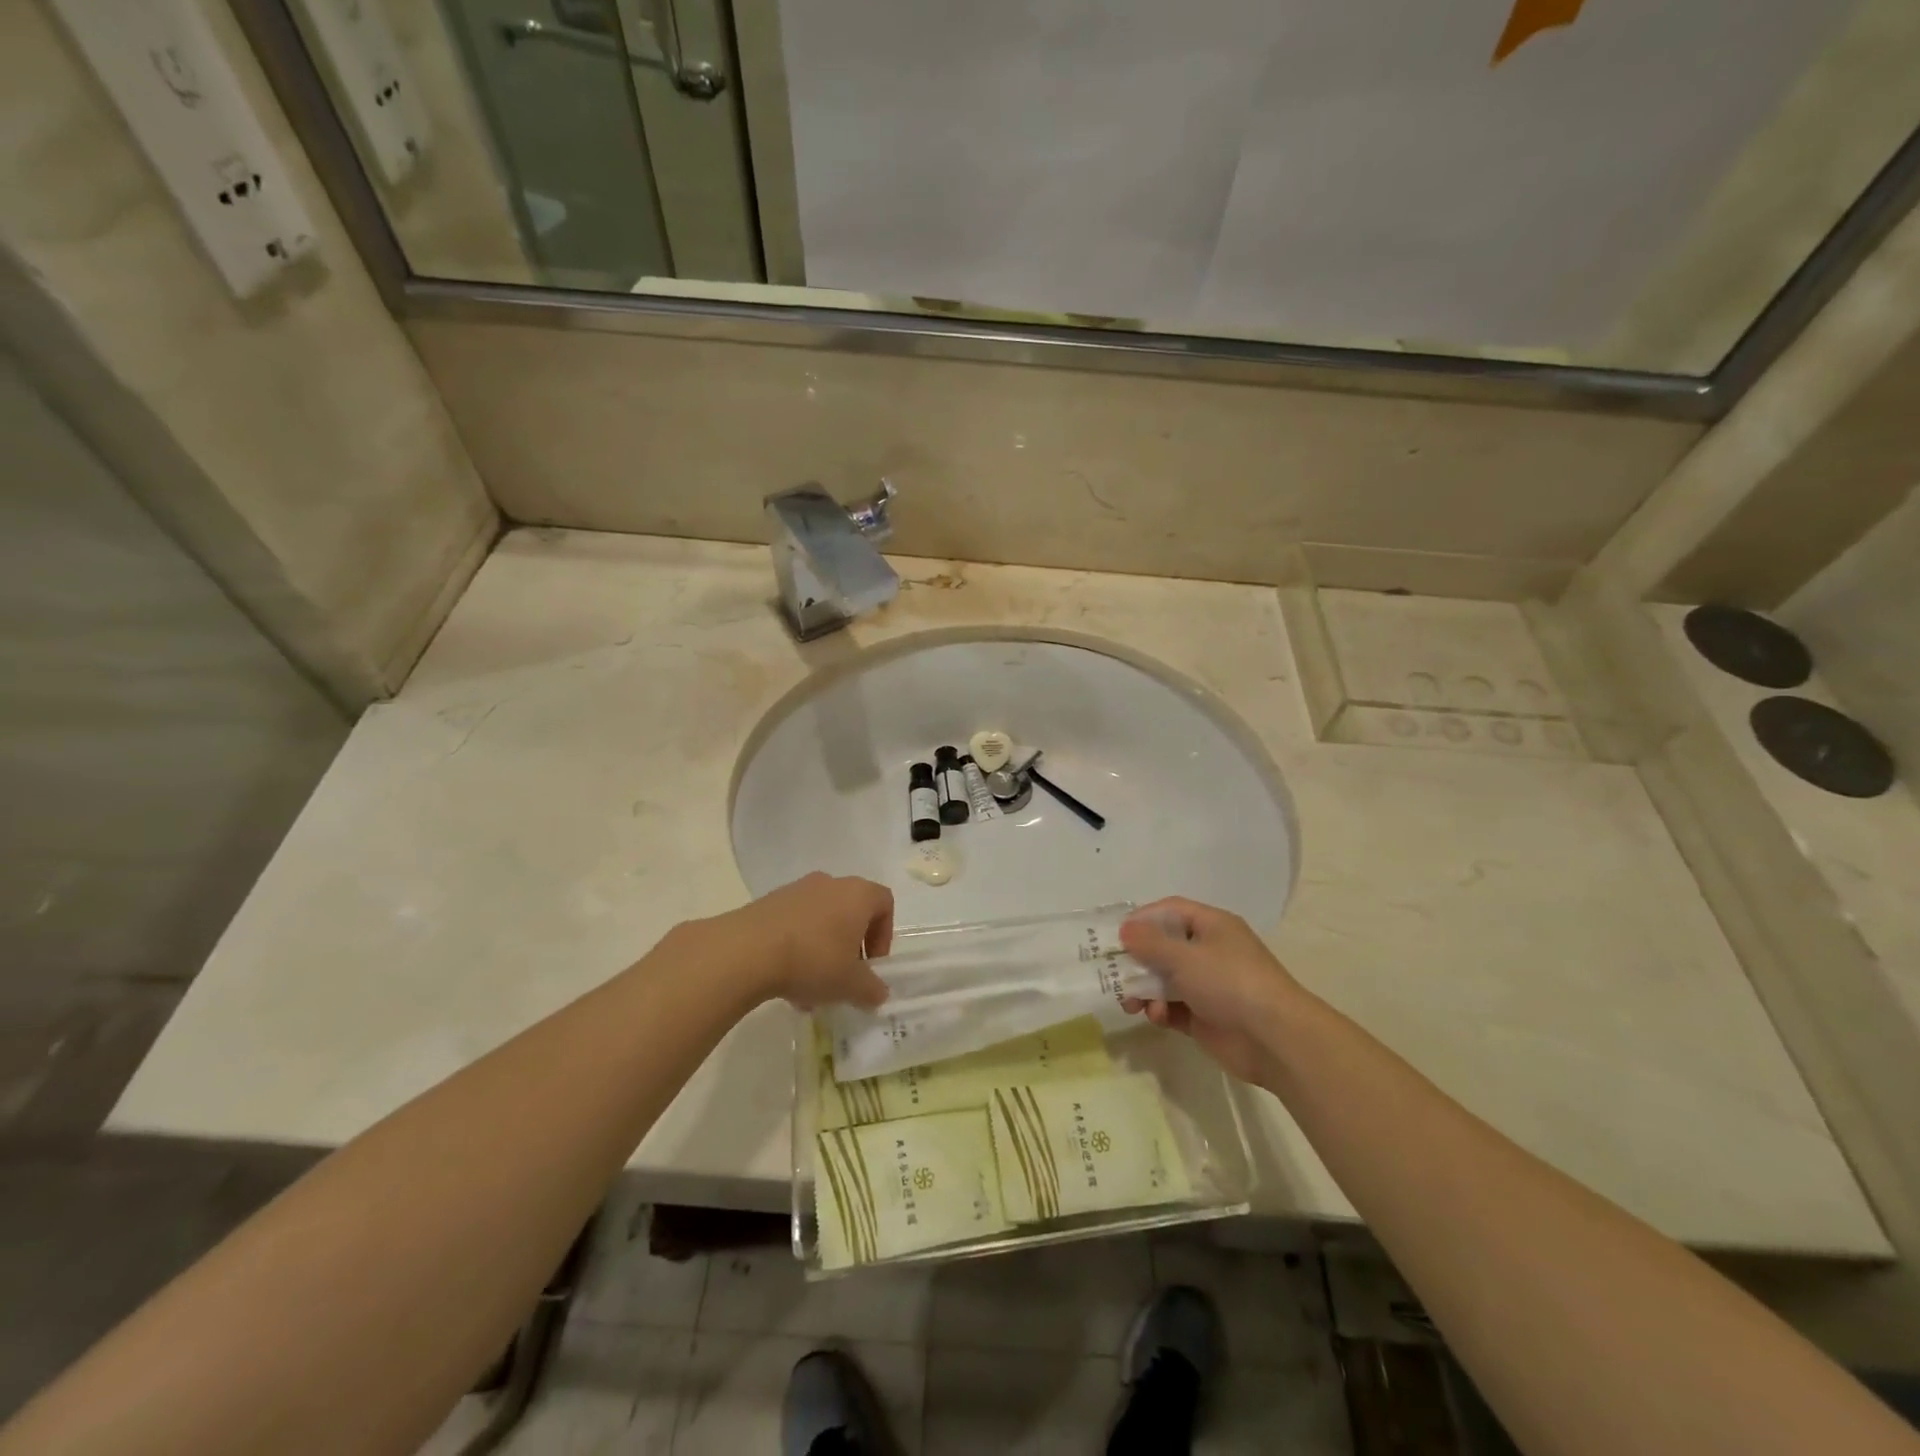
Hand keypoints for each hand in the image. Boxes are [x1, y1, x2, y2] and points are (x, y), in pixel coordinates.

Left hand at [714, 872, 893, 1010]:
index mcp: (857, 894)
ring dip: (822, 950)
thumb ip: (871, 989)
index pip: (884, 903)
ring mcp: (797, 890)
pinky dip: (797, 947)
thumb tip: (879, 993)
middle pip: (851, 911)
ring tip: (810, 987)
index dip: (884, 935)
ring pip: (821, 919)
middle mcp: (830, 883)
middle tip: (843, 976)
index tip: (871, 964)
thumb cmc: (813, 960)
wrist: (747, 950)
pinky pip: (794, 923)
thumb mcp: (850, 984)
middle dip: (850, 946)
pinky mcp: (769, 902)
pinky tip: (785, 980)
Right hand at [1119, 898, 1304, 1085]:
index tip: (1116, 935)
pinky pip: (1174, 1007)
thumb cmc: (1229, 982)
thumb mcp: (1184, 956)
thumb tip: (1125, 929)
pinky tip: (1156, 1017)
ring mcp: (1209, 985)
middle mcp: (1210, 951)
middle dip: (1138, 960)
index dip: (1143, 919)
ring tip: (1131, 1004)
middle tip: (1113, 973)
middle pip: (1164, 947)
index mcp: (1212, 926)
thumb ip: (1149, 942)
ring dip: (1145, 989)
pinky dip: (1161, 1010)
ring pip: (1166, 980)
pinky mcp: (1206, 1016)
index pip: (1171, 911)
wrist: (1274, 1039)